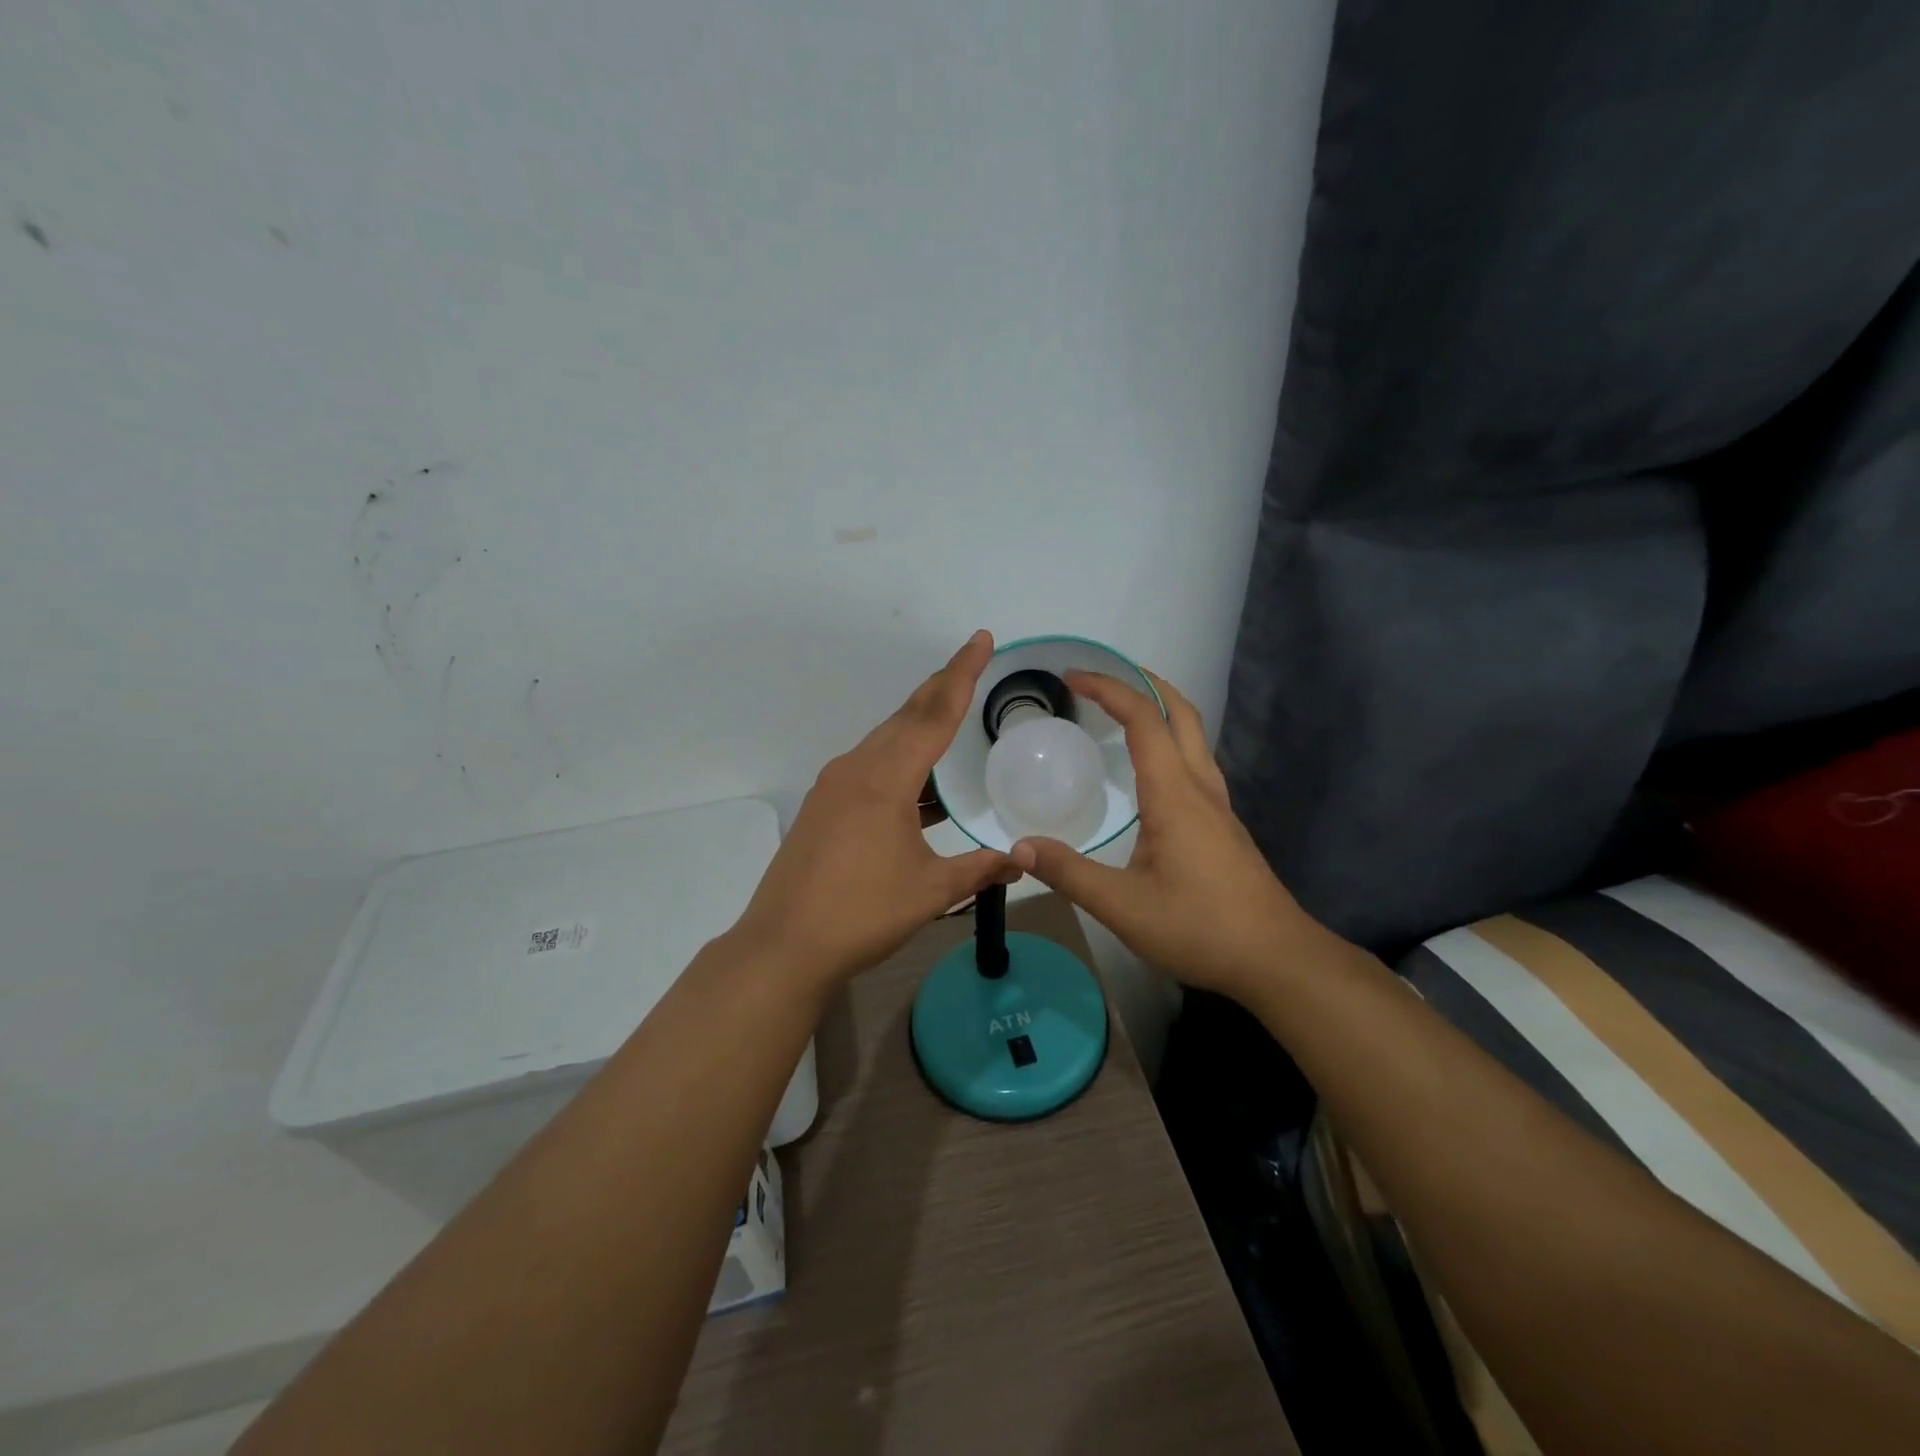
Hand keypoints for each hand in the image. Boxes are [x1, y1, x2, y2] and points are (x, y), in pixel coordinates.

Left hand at [730, 631, 1018, 989]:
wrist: (784, 945)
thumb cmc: (861, 913)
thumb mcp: (931, 891)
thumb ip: (980, 869)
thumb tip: (1022, 861)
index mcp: (886, 779)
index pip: (934, 714)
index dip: (962, 674)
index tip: (981, 639)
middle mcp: (856, 769)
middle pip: (906, 717)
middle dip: (941, 688)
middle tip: (970, 665)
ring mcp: (834, 787)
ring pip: (885, 741)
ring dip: (919, 726)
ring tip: (951, 719)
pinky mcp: (823, 807)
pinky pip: (870, 767)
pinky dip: (900, 763)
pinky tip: (920, 787)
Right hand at [1009, 669, 1319, 1001]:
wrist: (1276, 959)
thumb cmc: (1199, 926)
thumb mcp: (1122, 905)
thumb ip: (1069, 873)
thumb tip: (1019, 847)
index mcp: (1174, 794)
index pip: (1143, 719)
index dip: (1108, 689)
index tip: (1072, 677)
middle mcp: (1200, 787)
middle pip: (1180, 713)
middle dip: (1143, 683)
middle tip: (1103, 677)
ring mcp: (1218, 805)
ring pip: (1194, 736)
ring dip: (1161, 710)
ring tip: (1123, 711)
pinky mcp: (1224, 825)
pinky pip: (1195, 762)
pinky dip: (1170, 741)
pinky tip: (1150, 771)